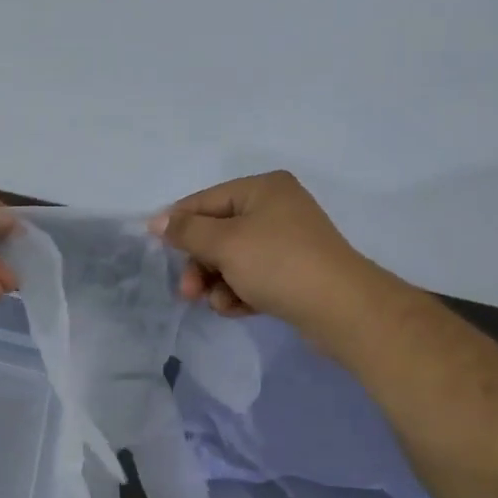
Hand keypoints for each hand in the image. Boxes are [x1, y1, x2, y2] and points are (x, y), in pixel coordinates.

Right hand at [150, 172, 375, 336]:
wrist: (341, 309)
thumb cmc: (278, 264)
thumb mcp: (225, 243)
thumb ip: (187, 231)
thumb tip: (158, 221)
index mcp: (263, 189)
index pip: (206, 201)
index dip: (178, 224)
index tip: (155, 247)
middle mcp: (276, 208)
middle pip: (218, 233)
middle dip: (200, 263)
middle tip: (188, 291)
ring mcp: (287, 242)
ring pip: (233, 259)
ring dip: (218, 282)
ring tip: (219, 303)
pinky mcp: (293, 273)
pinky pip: (253, 277)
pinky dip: (240, 292)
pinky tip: (237, 309)